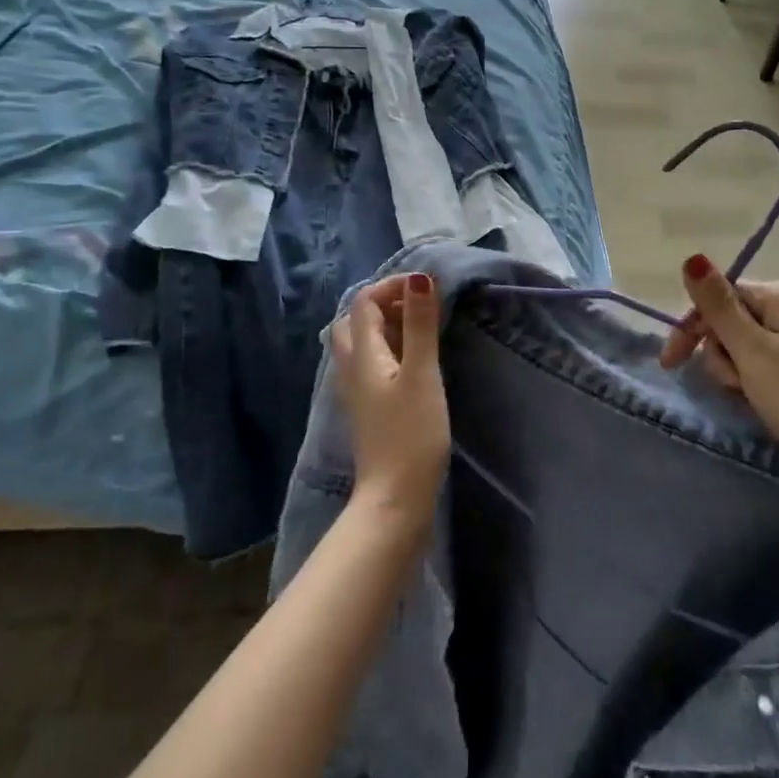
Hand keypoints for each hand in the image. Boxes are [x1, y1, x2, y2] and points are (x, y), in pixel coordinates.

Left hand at [329, 273, 450, 523]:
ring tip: (419, 330)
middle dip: (383, 304)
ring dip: (385, 327)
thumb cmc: (411, 434)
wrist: (395, 500)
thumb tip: (419, 277)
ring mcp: (357, 392)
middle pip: (354, 321)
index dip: (392, 286)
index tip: (427, 287)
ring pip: (361, 344)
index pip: (364, 302)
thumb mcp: (422, 373)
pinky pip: (370, 364)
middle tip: (419, 307)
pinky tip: (412, 362)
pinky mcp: (368, 410)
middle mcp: (351, 368)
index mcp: (362, 355)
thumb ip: (420, 324)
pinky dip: (388, 350)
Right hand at [659, 254, 778, 484]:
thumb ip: (718, 305)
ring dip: (737, 371)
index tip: (673, 364)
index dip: (693, 327)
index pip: (721, 296)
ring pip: (747, 344)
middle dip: (721, 353)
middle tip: (733, 385)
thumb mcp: (753, 352)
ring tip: (751, 397)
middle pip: (732, 319)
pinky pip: (767, 362)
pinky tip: (763, 402)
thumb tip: (691, 257)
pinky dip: (756, 380)